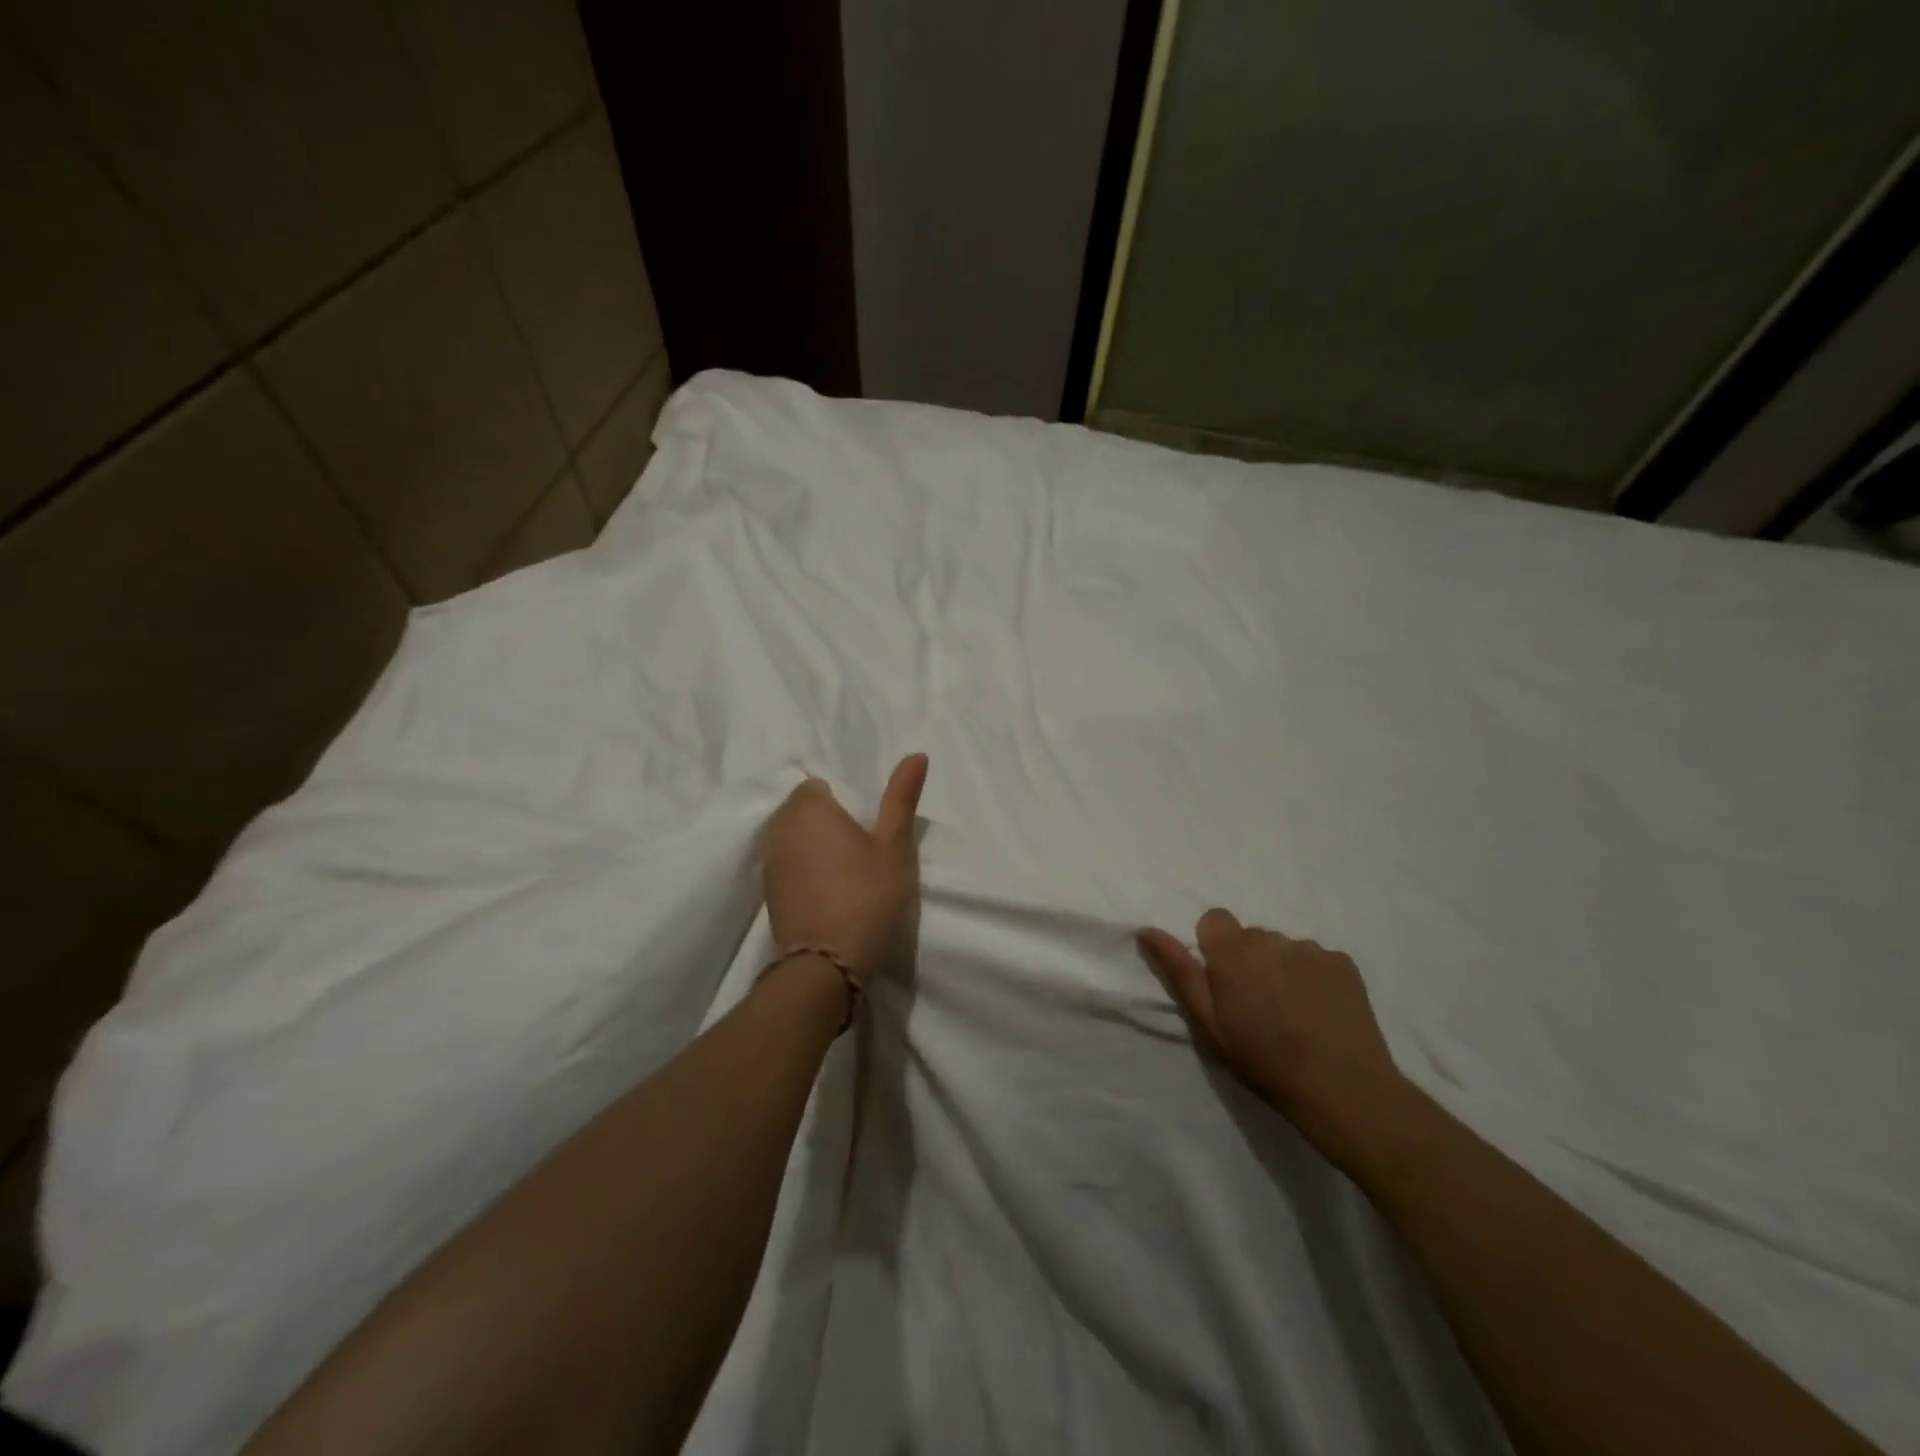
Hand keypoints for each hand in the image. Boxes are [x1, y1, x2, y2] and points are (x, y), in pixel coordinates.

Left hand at [762, 755, 927, 984]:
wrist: (827, 966)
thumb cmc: (867, 896)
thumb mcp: (895, 846)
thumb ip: (901, 797)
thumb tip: (916, 754)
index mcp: (809, 808)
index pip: (819, 786)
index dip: (843, 803)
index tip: (865, 829)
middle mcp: (780, 828)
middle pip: (802, 811)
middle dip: (826, 822)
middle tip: (860, 851)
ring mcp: (769, 862)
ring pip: (793, 839)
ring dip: (813, 847)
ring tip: (844, 873)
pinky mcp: (767, 893)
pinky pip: (786, 866)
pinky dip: (803, 871)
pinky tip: (826, 893)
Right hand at [1136, 909, 1407, 1154]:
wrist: (1343, 1090)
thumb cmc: (1264, 1061)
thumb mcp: (1209, 1023)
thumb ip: (1178, 970)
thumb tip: (1146, 930)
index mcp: (1233, 950)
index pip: (1214, 919)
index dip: (1215, 950)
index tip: (1223, 985)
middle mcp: (1272, 938)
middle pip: (1250, 936)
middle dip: (1247, 960)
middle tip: (1257, 1006)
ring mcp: (1312, 948)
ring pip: (1283, 947)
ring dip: (1280, 967)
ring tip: (1292, 1012)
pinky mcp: (1344, 962)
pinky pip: (1315, 958)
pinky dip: (1312, 976)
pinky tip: (1319, 1011)